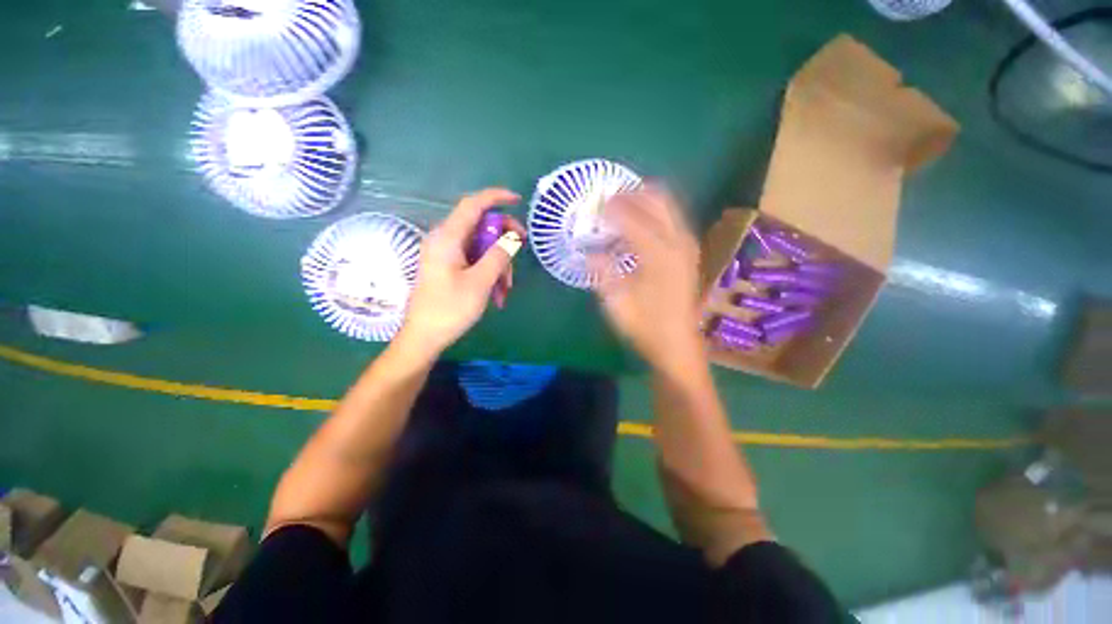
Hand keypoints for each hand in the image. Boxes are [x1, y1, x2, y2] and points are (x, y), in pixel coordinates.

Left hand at [399, 188, 525, 356]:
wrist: (423, 337)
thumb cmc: (450, 309)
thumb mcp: (480, 282)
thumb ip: (498, 255)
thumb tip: (512, 236)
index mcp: (448, 237)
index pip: (473, 205)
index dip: (496, 197)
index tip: (518, 200)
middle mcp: (445, 240)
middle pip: (480, 227)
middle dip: (503, 242)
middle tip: (521, 251)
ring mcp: (446, 254)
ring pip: (481, 247)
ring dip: (498, 265)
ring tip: (505, 290)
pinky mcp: (448, 267)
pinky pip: (474, 261)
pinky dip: (489, 273)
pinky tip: (496, 295)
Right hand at [592, 186, 703, 374]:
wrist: (676, 342)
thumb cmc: (645, 326)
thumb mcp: (616, 303)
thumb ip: (603, 273)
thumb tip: (590, 253)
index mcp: (658, 256)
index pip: (633, 220)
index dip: (613, 209)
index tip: (597, 204)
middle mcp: (678, 244)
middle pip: (659, 202)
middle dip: (634, 194)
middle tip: (611, 196)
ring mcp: (687, 246)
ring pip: (669, 207)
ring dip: (646, 200)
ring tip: (623, 203)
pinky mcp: (689, 252)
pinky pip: (673, 219)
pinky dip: (656, 212)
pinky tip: (640, 220)